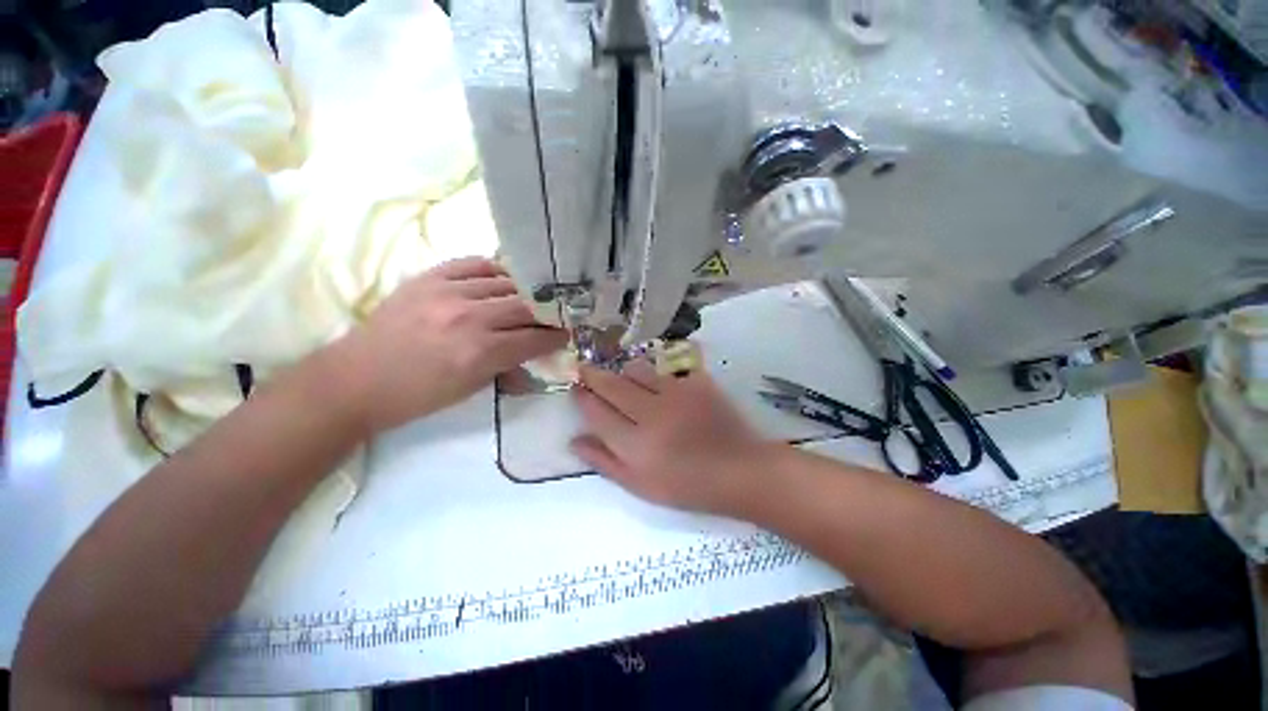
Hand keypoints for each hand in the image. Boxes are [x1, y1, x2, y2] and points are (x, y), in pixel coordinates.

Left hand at [330, 257, 568, 433]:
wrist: (359, 377)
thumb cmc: (410, 398)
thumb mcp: (461, 394)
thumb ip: (498, 370)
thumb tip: (526, 360)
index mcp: (478, 353)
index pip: (532, 337)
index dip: (556, 336)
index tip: (568, 334)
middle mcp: (469, 315)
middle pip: (524, 305)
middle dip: (546, 311)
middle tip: (558, 314)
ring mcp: (448, 290)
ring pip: (503, 280)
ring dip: (523, 289)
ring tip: (533, 294)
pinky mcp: (430, 276)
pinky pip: (473, 263)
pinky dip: (493, 270)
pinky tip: (501, 277)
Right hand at [571, 361, 779, 516]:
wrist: (740, 472)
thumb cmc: (688, 488)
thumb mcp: (640, 486)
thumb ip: (605, 462)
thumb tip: (575, 441)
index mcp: (632, 443)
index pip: (596, 411)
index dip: (582, 397)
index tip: (575, 389)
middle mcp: (650, 412)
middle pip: (612, 385)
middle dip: (594, 375)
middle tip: (584, 370)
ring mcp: (676, 393)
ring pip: (638, 370)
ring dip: (623, 371)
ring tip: (620, 374)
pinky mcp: (698, 383)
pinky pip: (668, 370)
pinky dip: (657, 372)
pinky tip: (657, 377)